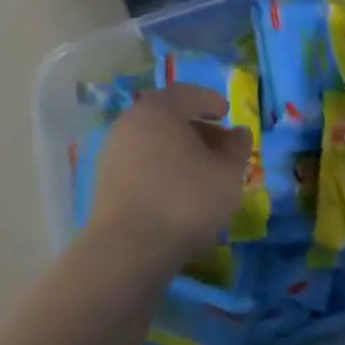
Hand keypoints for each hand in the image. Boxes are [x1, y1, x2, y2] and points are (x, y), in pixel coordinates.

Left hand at [88, 85, 251, 273]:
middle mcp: (130, 124)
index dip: (209, 100)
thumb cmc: (185, 199)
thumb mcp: (227, 172)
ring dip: (180, 152)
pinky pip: (142, 165)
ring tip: (204, 173)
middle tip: (221, 145)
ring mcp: (113, 155)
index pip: (186, 93)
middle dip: (197, 129)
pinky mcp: (106, 185)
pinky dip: (163, 170)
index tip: (227, 113)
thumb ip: (237, 147)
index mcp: (158, 110)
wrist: (128, 251)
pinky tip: (180, 192)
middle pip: (168, 118)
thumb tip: (239, 133)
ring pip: (154, 143)